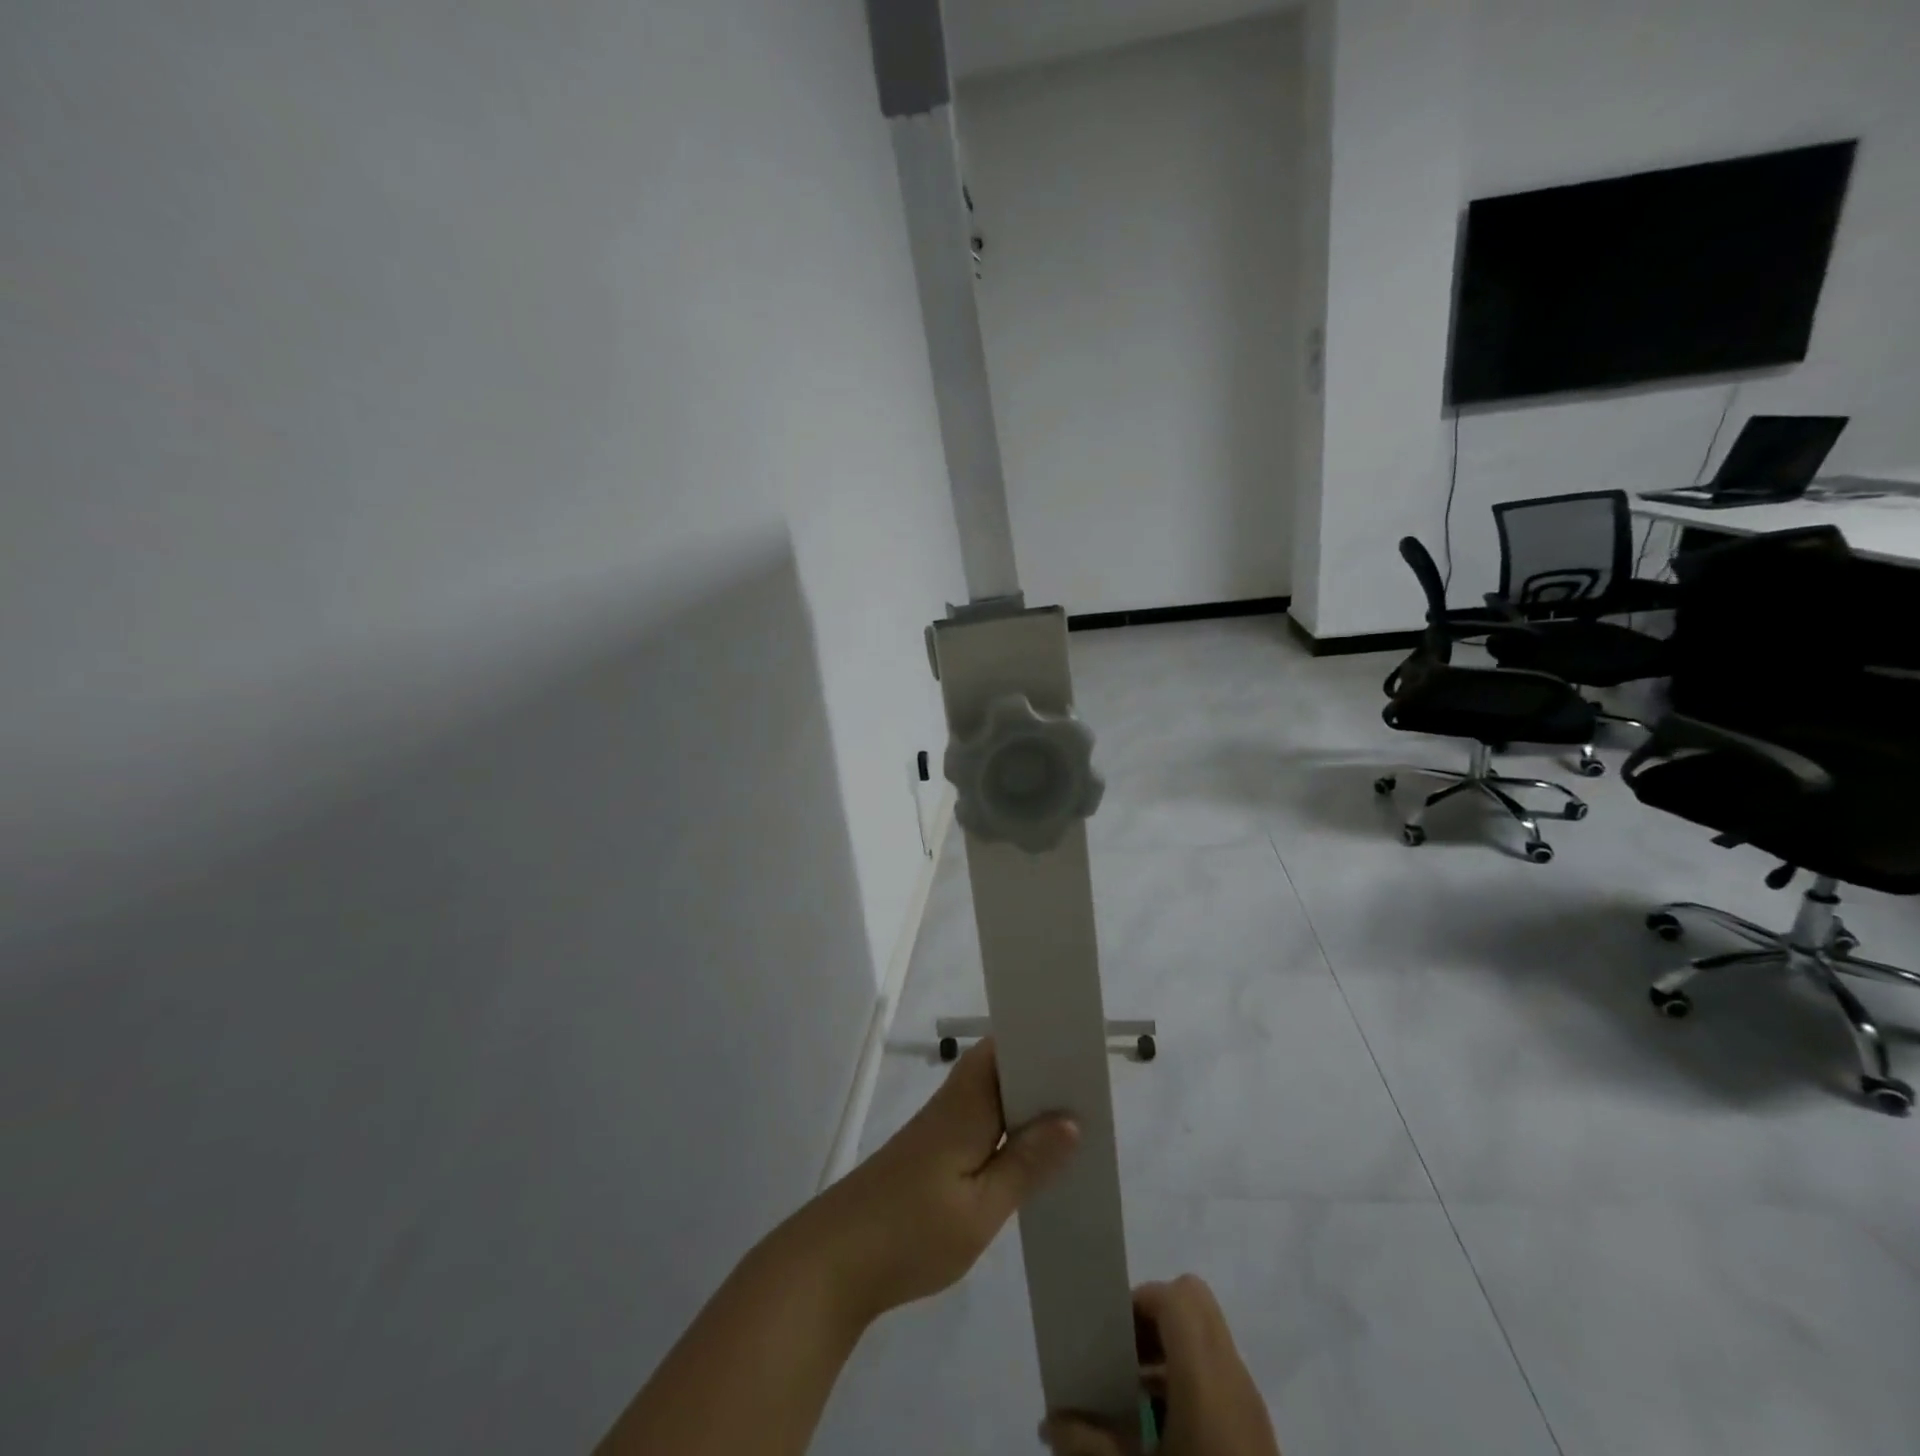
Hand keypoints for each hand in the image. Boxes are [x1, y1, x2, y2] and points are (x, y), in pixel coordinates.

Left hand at [796, 1039, 1078, 1324]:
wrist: (833, 1263)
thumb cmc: (910, 1233)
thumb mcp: (980, 1210)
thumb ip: (1025, 1163)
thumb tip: (1071, 1119)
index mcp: (966, 1103)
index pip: (1007, 1047)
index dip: (1043, 1041)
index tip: (1083, 1049)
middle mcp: (954, 1102)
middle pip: (1004, 1068)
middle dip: (1045, 1074)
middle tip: (1094, 1092)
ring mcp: (941, 1126)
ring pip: (994, 1097)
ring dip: (1029, 1104)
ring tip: (1078, 1121)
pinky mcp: (933, 1150)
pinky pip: (982, 1123)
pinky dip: (1009, 1130)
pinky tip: (1033, 1157)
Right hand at [1041, 1277, 1280, 1455]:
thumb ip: (1087, 1443)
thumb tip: (1049, 1421)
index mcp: (1205, 1376)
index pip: (1175, 1296)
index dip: (1140, 1301)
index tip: (1111, 1335)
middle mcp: (1232, 1377)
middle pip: (1194, 1303)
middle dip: (1154, 1317)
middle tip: (1123, 1354)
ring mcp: (1250, 1404)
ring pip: (1207, 1337)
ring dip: (1169, 1348)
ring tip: (1134, 1395)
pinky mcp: (1256, 1431)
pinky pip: (1219, 1374)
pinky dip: (1187, 1378)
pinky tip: (1161, 1429)